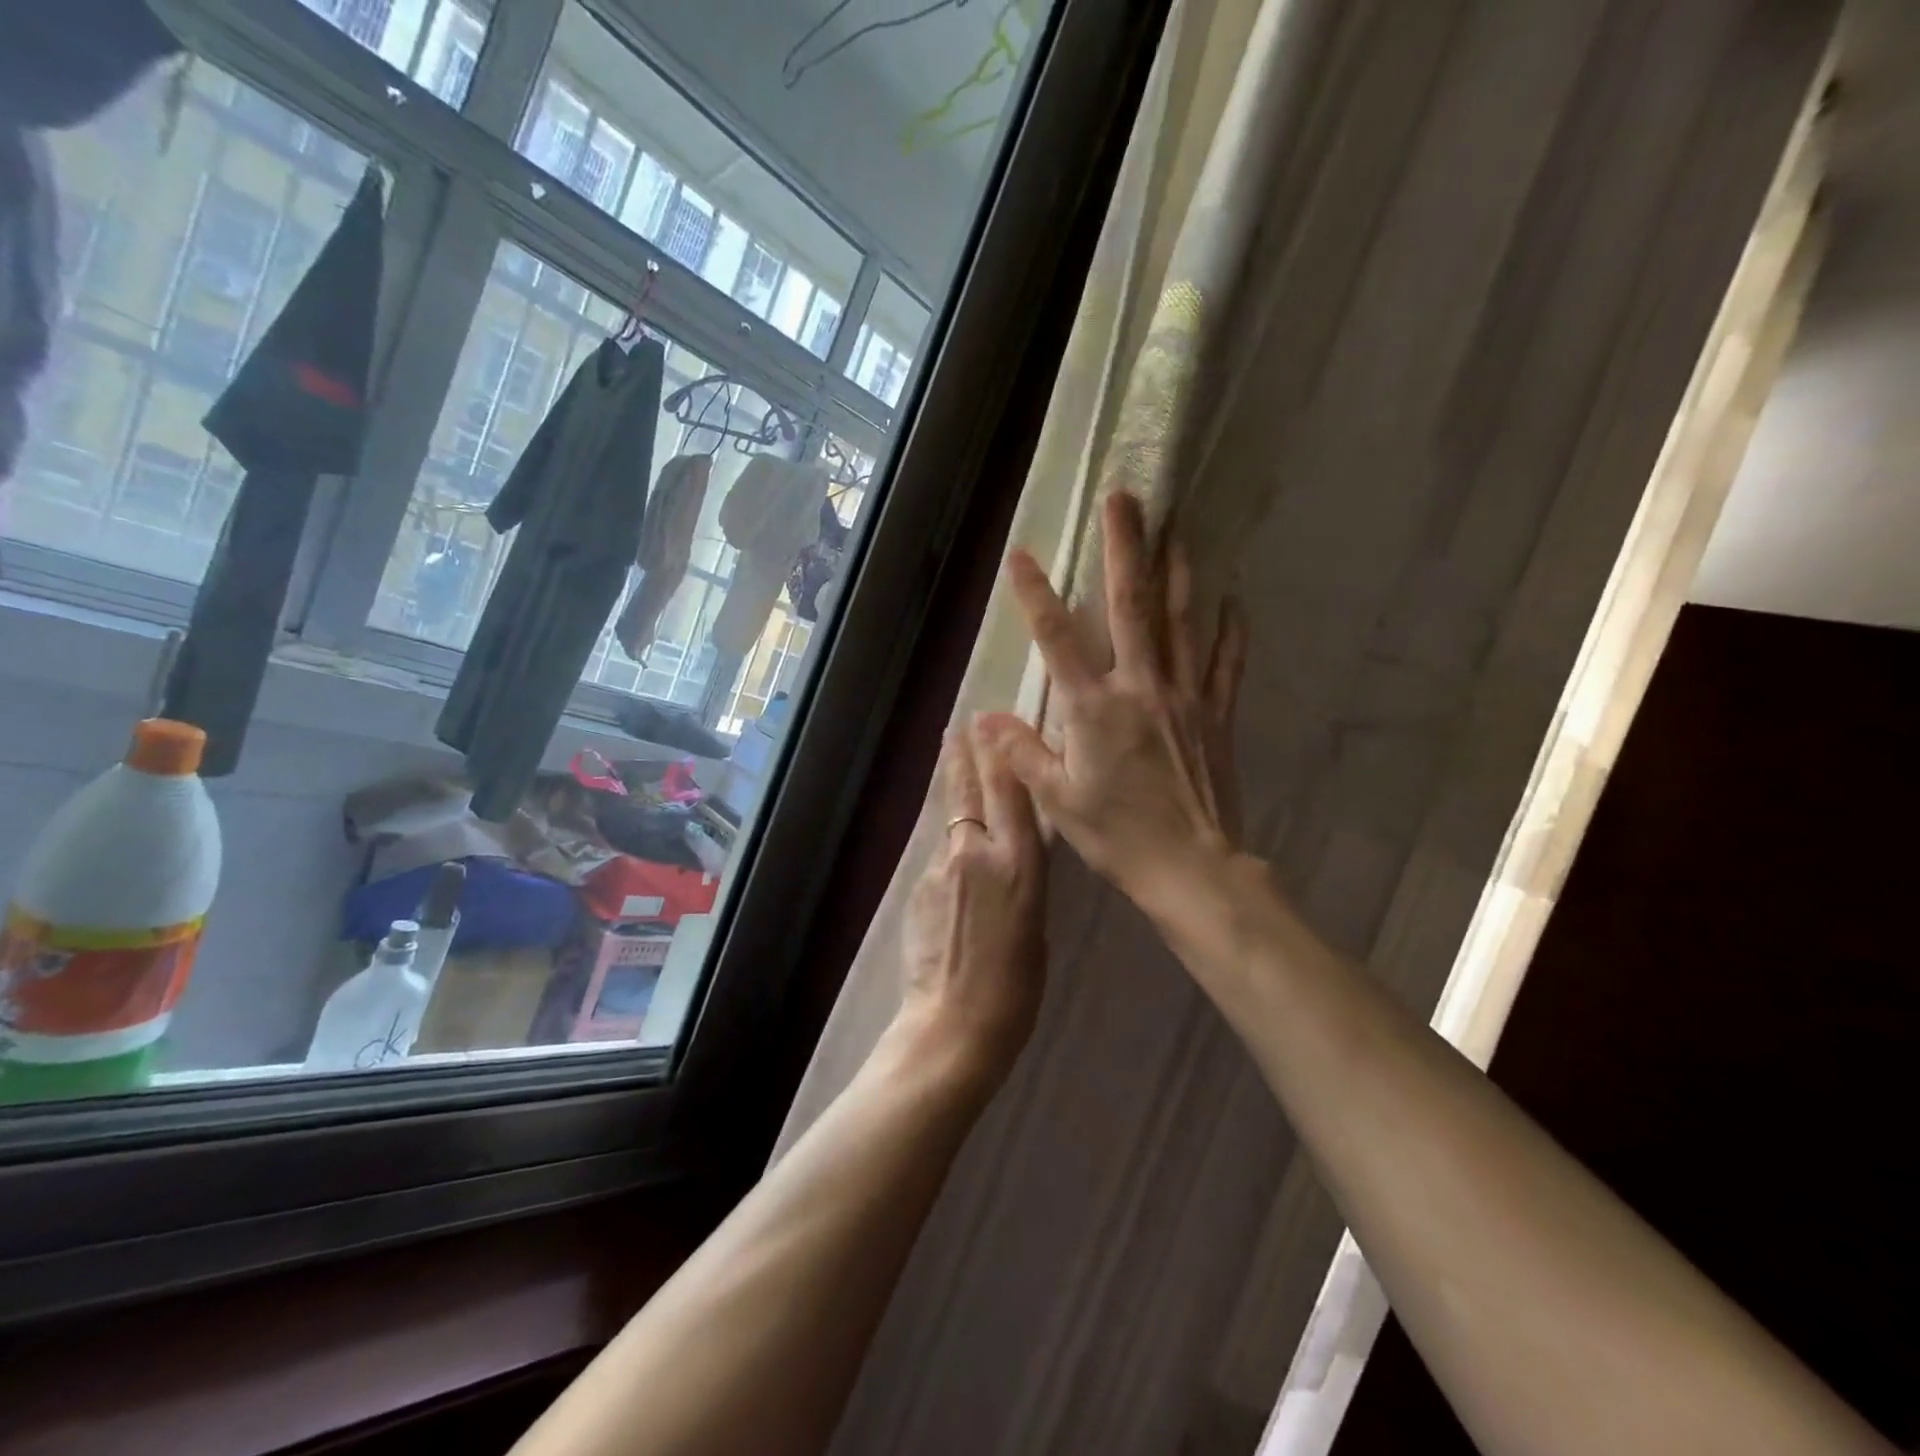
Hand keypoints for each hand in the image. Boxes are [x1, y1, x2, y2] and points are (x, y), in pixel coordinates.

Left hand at [897, 725, 1049, 1080]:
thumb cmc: (1015, 988)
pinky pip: (938, 854)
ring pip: (949, 820)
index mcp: (1019, 864)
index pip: (1010, 792)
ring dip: (952, 791)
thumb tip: (1009, 851)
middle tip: (959, 726)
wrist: (952, 1025)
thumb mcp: (1037, 922)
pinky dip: (947, 844)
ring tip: (952, 761)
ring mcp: (940, 869)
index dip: (1000, 754)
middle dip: (963, 756)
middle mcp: (976, 854)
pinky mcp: (917, 888)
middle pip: (967, 792)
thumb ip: (1021, 876)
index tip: (991, 723)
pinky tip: (952, 854)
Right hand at [979, 490, 1246, 919]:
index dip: (1036, 594)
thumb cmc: (1117, 836)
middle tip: (1126, 497)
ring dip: (1177, 570)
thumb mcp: (1057, 799)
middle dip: (1125, 547)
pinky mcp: (1216, 714)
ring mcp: (1185, 696)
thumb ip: (1022, 752)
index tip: (1022, 552)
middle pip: (1132, 605)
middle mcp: (1140, 687)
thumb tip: (983, 717)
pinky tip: (1233, 599)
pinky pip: (1225, 662)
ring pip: (1182, 620)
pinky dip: (1229, 629)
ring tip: (1179, 526)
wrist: (1192, 868)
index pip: (1057, 638)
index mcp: (1093, 708)